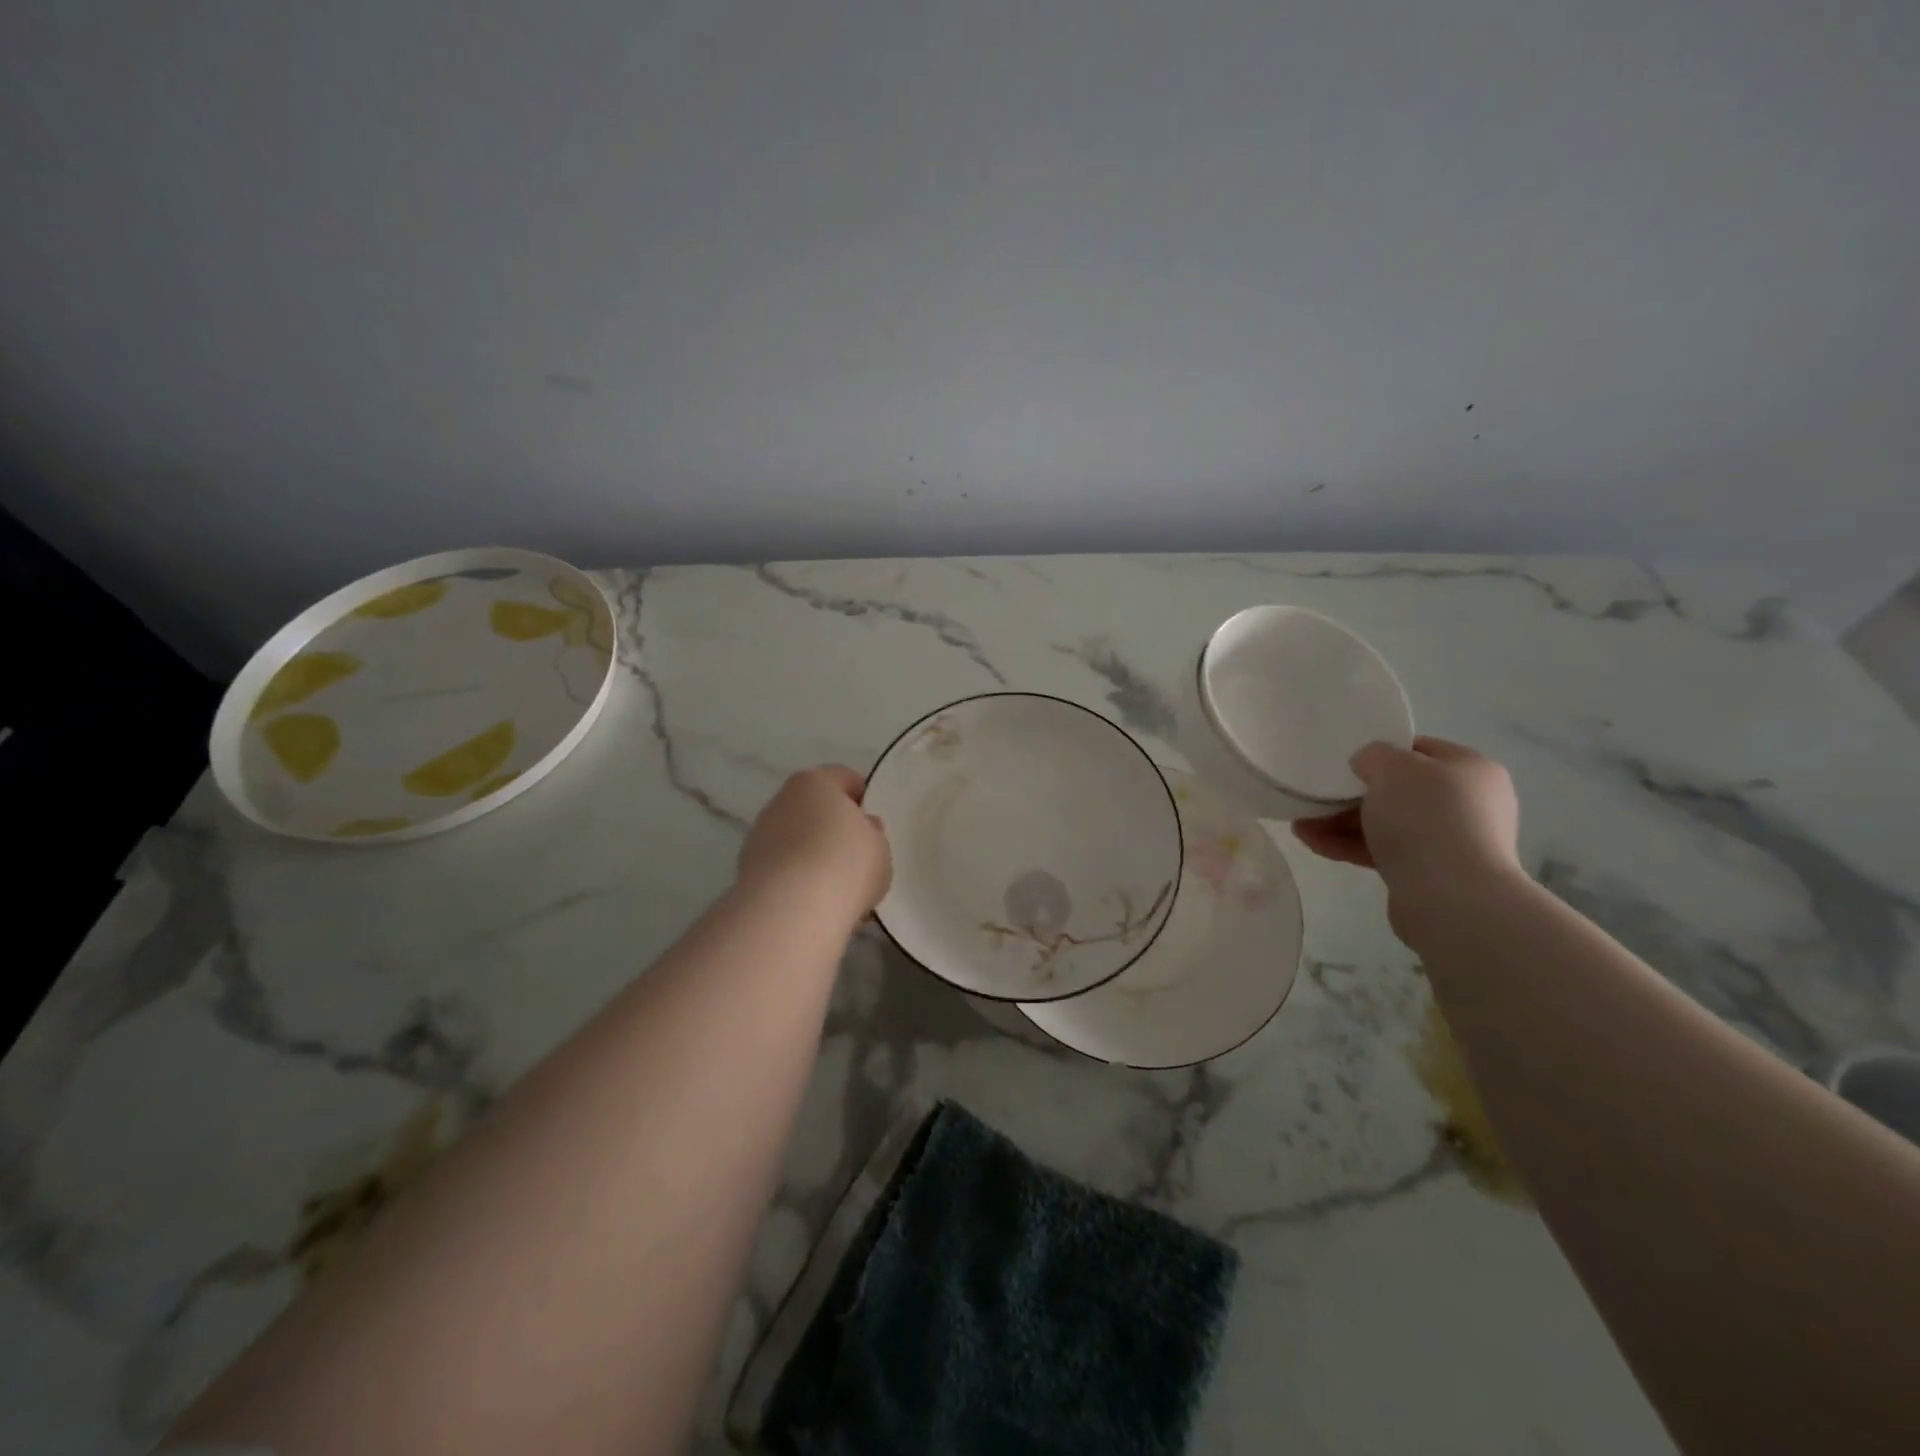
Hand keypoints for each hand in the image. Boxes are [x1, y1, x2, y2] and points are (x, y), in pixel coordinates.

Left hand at [737, 766, 891, 921]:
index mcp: (816, 782)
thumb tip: (863, 827)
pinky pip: (781, 866)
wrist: (791, 909)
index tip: (873, 827)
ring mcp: (760, 834)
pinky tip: (812, 901)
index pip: (844, 778)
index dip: (862, 799)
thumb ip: (872, 833)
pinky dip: (795, 878)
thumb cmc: (846, 864)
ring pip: (795, 838)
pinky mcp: (746, 868)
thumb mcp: (880, 847)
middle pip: (815, 807)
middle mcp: (782, 800)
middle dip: (832, 828)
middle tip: (855, 856)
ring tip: (834, 886)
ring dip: (811, 854)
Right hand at [1293, 737, 1522, 916]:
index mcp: (1471, 770)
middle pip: (1399, 790)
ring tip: (1300, 824)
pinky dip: (1348, 845)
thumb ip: (1374, 755)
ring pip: (1386, 823)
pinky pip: (1382, 851)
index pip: (1420, 750)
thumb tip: (1368, 766)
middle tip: (1317, 794)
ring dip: (1341, 822)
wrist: (1451, 896)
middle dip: (1352, 793)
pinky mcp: (1429, 873)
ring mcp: (1449, 841)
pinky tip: (1312, 842)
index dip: (1382, 751)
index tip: (1346, 760)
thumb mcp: (1392, 766)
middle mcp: (1467, 803)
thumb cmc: (1426, 816)